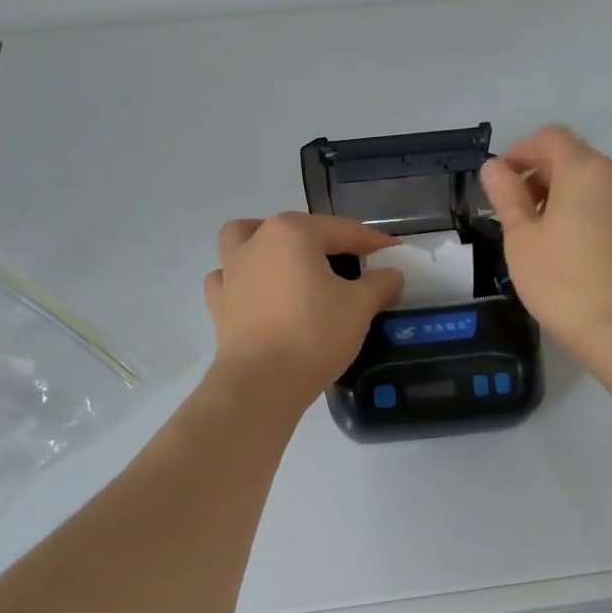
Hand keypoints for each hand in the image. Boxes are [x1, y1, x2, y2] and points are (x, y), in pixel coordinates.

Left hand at [202, 213, 403, 406]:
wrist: (261, 383)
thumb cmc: (314, 334)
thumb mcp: (360, 307)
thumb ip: (380, 284)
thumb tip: (392, 274)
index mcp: (292, 232)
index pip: (342, 230)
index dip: (372, 241)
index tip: (393, 252)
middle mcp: (257, 241)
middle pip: (296, 229)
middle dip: (324, 241)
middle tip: (351, 264)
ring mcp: (231, 271)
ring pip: (244, 239)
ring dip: (265, 243)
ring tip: (289, 262)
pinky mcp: (218, 302)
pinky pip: (228, 277)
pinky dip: (243, 278)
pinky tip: (259, 293)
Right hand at [480, 126, 611, 358]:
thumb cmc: (562, 281)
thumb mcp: (521, 237)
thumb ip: (506, 194)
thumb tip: (494, 167)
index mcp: (585, 170)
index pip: (549, 137)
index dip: (520, 152)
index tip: (500, 182)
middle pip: (574, 157)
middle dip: (541, 174)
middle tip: (516, 213)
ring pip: (595, 181)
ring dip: (565, 193)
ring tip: (544, 233)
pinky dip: (589, 209)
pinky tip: (575, 246)